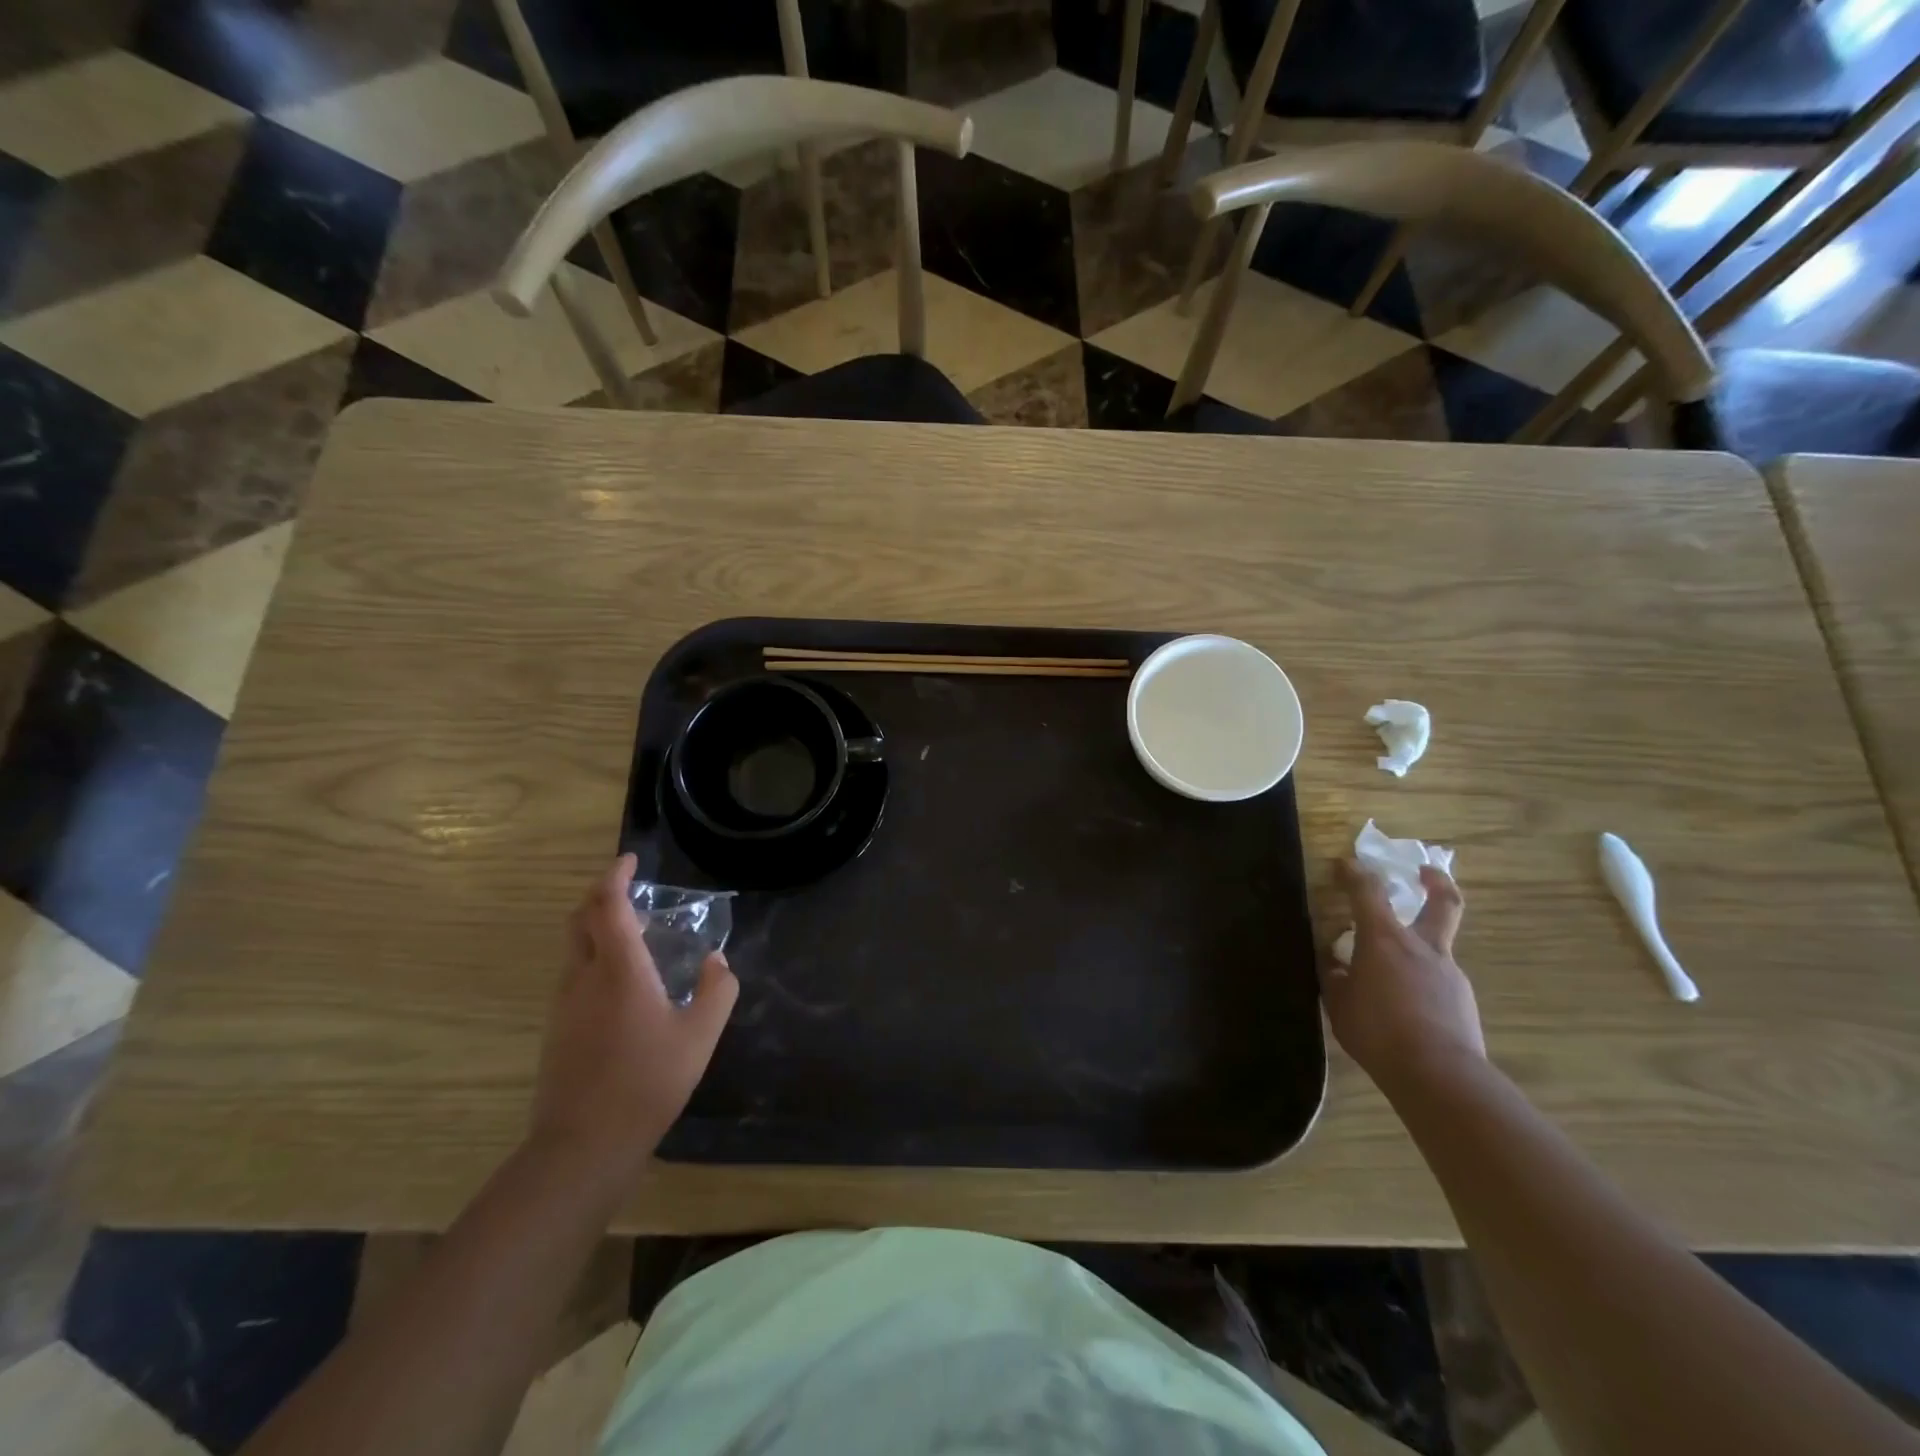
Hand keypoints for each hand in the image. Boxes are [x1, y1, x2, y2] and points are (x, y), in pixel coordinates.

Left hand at [530, 854, 737, 1183]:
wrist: (584, 1145)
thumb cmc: (647, 1082)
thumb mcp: (700, 1036)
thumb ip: (718, 992)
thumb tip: (718, 962)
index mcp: (620, 970)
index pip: (607, 905)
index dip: (615, 876)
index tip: (630, 860)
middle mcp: (584, 977)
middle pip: (580, 919)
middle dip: (600, 895)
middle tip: (628, 890)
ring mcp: (564, 1004)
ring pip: (574, 947)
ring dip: (596, 927)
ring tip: (633, 933)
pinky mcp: (557, 1029)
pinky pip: (574, 974)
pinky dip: (594, 957)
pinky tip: (622, 982)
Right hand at [1320, 858, 1482, 1091]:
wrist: (1439, 1076)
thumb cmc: (1378, 1031)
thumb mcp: (1338, 1002)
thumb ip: (1335, 975)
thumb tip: (1334, 959)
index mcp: (1385, 939)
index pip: (1368, 891)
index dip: (1354, 872)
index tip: (1344, 863)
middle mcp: (1422, 947)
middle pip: (1443, 903)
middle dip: (1436, 882)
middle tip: (1424, 872)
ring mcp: (1449, 973)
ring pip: (1436, 947)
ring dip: (1417, 947)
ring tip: (1390, 975)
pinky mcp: (1463, 1001)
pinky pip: (1438, 981)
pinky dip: (1422, 983)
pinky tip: (1407, 1007)